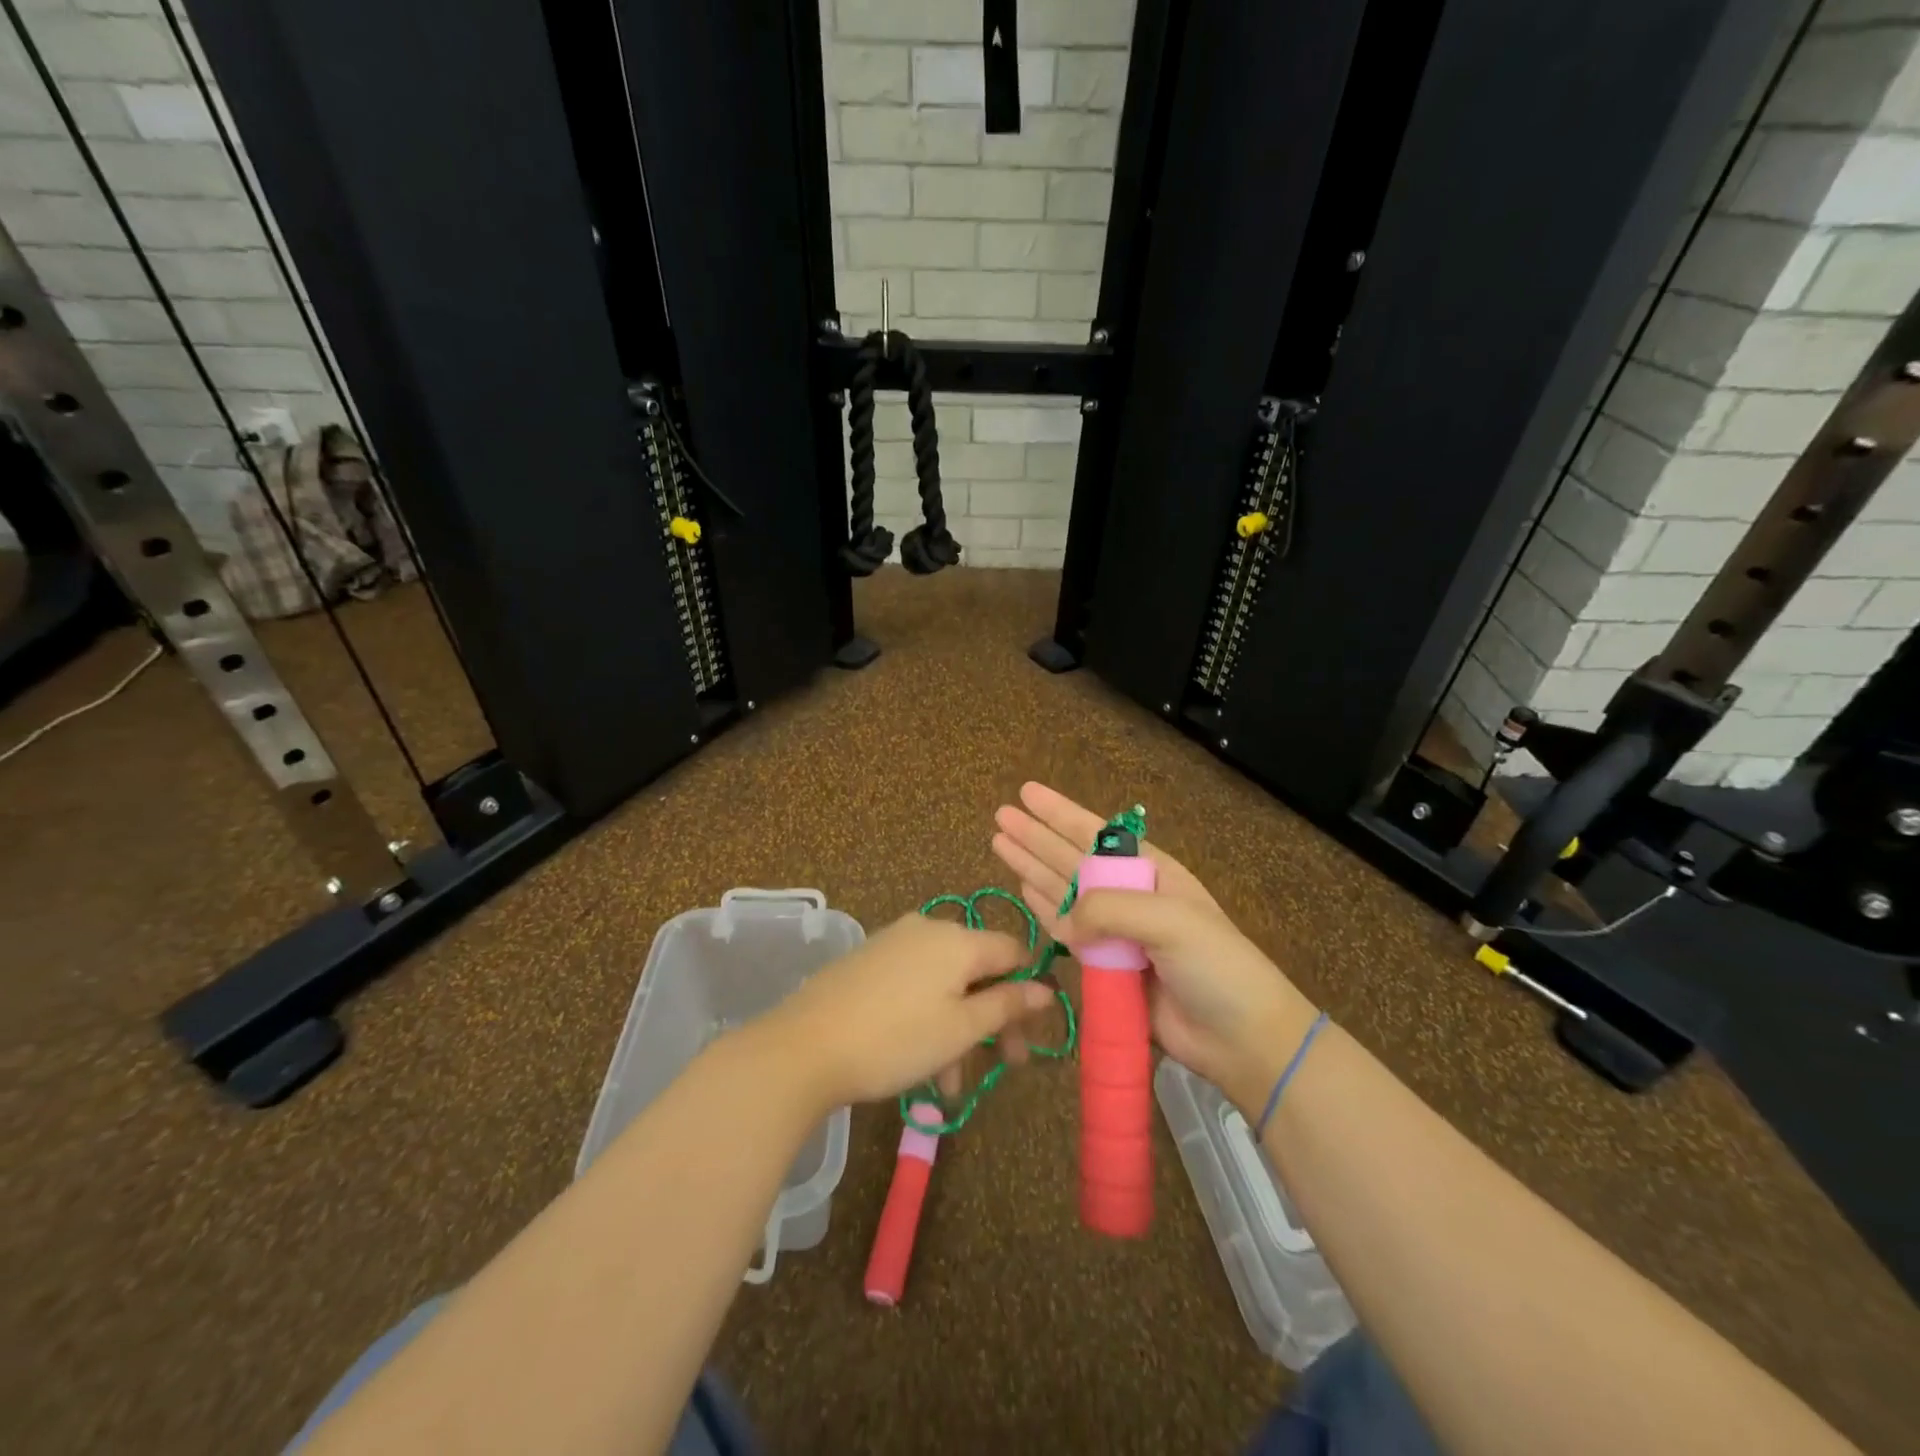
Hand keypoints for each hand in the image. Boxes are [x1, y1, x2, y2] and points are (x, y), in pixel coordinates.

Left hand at [756, 915, 1054, 1110]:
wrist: (805, 1046)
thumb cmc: (896, 1039)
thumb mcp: (961, 1028)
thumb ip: (1007, 1005)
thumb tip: (1046, 988)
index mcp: (958, 939)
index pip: (1013, 950)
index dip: (1029, 988)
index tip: (1031, 1032)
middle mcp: (929, 929)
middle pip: (979, 969)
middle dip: (994, 1017)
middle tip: (1004, 1065)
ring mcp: (895, 942)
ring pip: (946, 982)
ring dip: (960, 1027)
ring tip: (951, 1083)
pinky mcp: (869, 961)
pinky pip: (915, 983)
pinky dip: (929, 1016)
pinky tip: (921, 1060)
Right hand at [992, 782, 1318, 1115]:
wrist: (1242, 1037)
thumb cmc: (1215, 965)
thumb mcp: (1170, 920)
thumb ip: (1110, 908)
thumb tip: (1066, 921)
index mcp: (1150, 872)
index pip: (1095, 834)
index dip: (1059, 812)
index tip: (1027, 792)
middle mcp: (1128, 895)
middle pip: (1070, 857)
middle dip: (1036, 836)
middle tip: (1000, 815)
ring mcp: (1116, 932)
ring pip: (1062, 890)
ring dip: (1031, 867)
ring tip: (999, 844)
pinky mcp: (1105, 968)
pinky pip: (1065, 931)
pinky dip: (1044, 910)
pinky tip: (1023, 889)